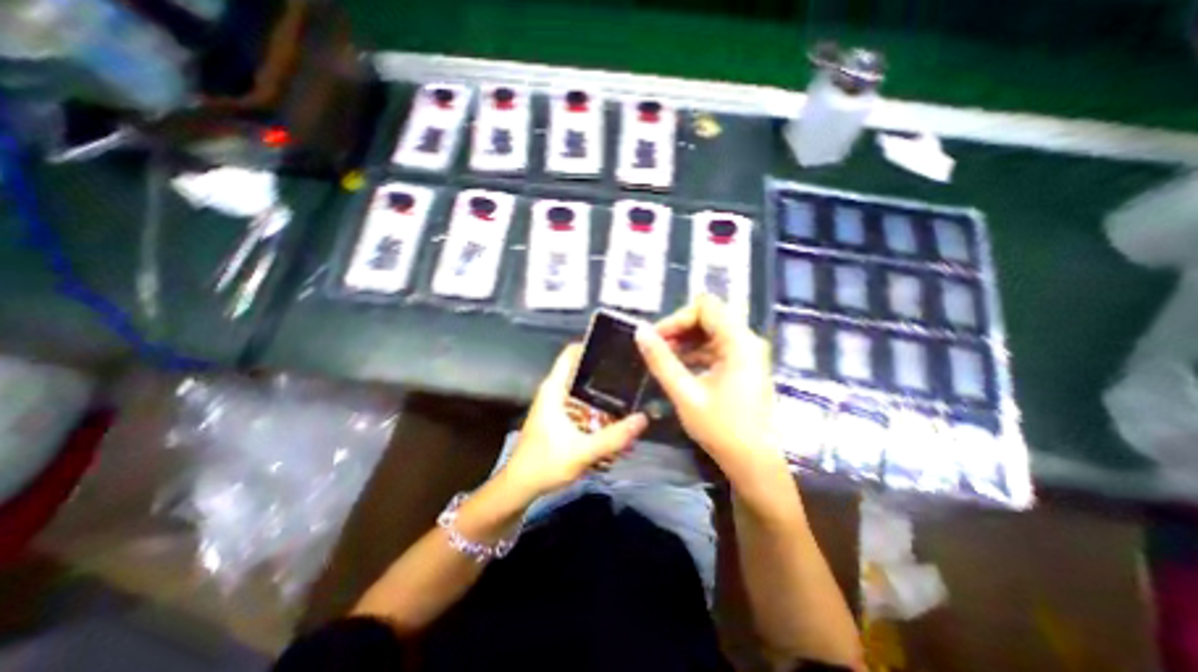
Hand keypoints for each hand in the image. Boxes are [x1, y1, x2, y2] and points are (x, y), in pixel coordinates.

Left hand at [497, 345, 646, 499]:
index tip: (618, 347)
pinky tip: (616, 418)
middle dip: (606, 372)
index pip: (571, 353)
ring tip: (631, 393)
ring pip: (584, 390)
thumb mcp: (582, 451)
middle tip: (633, 373)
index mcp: (554, 389)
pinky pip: (582, 406)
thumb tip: (643, 419)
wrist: (520, 488)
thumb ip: (614, 437)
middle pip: (582, 371)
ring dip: (604, 394)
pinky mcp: (560, 419)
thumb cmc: (545, 464)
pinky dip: (598, 409)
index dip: (592, 345)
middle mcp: (555, 392)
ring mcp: (557, 406)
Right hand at [631, 294, 781, 477]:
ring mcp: (748, 353)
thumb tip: (640, 330)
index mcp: (739, 342)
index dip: (677, 318)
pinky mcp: (744, 366)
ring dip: (687, 341)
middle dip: (680, 328)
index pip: (705, 306)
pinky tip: (680, 368)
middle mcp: (747, 340)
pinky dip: (697, 352)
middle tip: (658, 348)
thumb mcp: (684, 393)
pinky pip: (717, 347)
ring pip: (712, 331)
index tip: (657, 338)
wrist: (754, 463)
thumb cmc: (721, 429)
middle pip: (709, 316)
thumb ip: (660, 359)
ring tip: (665, 359)